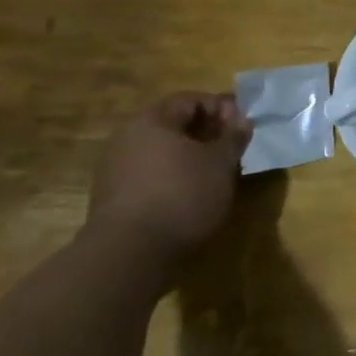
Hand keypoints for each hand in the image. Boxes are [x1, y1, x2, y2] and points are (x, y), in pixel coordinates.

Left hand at [86, 93, 251, 265]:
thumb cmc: (182, 195)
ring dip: (190, 157)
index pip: (192, 99)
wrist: (128, 256)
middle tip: (232, 150)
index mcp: (152, 120)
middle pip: (174, 124)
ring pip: (162, 151)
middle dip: (207, 133)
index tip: (242, 127)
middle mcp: (128, 137)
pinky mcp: (112, 198)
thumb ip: (233, 136)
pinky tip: (191, 196)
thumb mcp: (221, 163)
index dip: (222, 108)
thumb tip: (241, 120)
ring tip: (215, 175)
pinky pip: (150, 175)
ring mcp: (115, 169)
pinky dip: (173, 178)